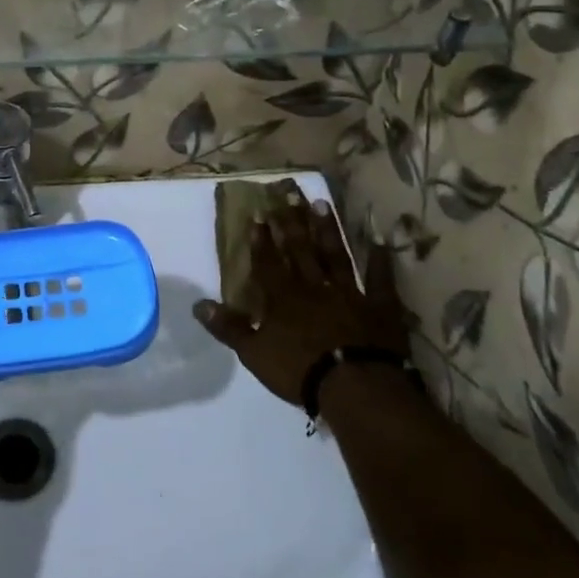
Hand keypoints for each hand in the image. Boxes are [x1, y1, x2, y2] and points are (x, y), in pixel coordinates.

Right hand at [194, 186, 414, 404]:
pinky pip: (380, 279)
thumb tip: (198, 305)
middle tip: (288, 191)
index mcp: (283, 298)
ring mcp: (349, 293)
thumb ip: (229, 327)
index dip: (261, 239)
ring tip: (322, 203)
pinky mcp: (379, 306)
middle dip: (292, 221)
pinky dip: (380, 260)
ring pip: (335, 254)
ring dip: (328, 229)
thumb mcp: (254, 354)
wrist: (356, 386)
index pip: (268, 263)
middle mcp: (314, 286)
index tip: (258, 214)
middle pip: (300, 249)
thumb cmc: (300, 370)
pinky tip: (380, 240)